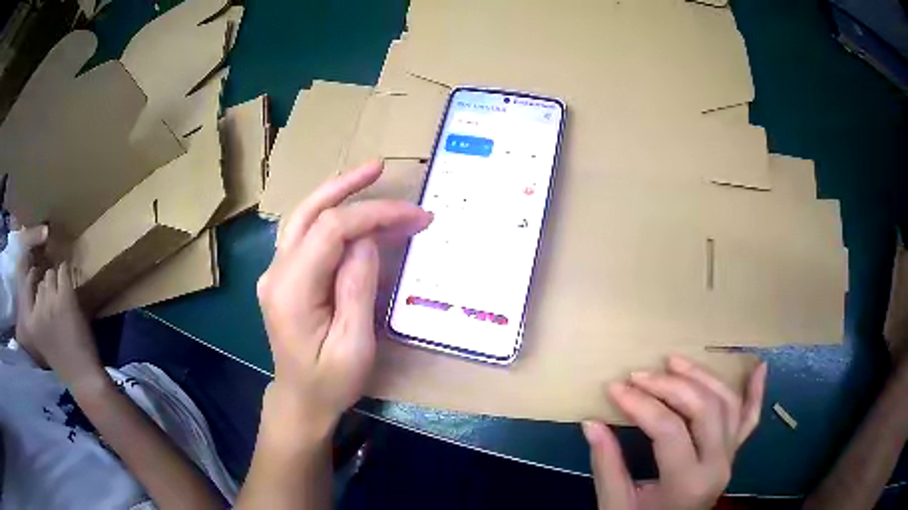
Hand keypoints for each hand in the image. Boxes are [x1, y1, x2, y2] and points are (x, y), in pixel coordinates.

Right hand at [16, 261, 103, 387]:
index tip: (35, 276)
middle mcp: (36, 309)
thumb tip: (34, 289)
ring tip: (62, 294)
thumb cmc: (61, 361)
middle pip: (40, 283)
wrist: (81, 375)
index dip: (31, 279)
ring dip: (56, 281)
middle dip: (46, 287)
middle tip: (53, 296)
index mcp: (28, 323)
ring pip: (50, 275)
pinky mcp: (64, 297)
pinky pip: (63, 272)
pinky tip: (68, 281)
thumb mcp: (39, 339)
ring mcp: (50, 301)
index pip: (25, 287)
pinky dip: (66, 272)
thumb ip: (34, 316)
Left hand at [256, 161, 431, 435]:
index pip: (331, 231)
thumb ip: (357, 289)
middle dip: (346, 186)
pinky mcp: (284, 276)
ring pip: (303, 217)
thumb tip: (367, 240)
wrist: (300, 400)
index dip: (373, 215)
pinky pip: (305, 233)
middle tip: (379, 167)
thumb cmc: (330, 382)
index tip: (415, 217)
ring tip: (368, 177)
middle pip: (309, 212)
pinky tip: (349, 207)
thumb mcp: (353, 346)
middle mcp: (276, 272)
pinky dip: (330, 214)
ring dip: (335, 193)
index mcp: (291, 290)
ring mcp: (276, 272)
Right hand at [583, 356, 766, 509]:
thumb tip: (590, 423)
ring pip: (727, 403)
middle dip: (670, 384)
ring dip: (703, 377)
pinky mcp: (733, 453)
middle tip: (639, 374)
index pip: (668, 429)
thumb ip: (606, 465)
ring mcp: (731, 456)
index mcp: (688, 482)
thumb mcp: (616, 504)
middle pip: (704, 408)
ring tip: (675, 362)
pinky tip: (758, 367)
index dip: (640, 403)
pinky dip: (755, 392)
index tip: (613, 387)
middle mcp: (718, 464)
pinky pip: (749, 419)